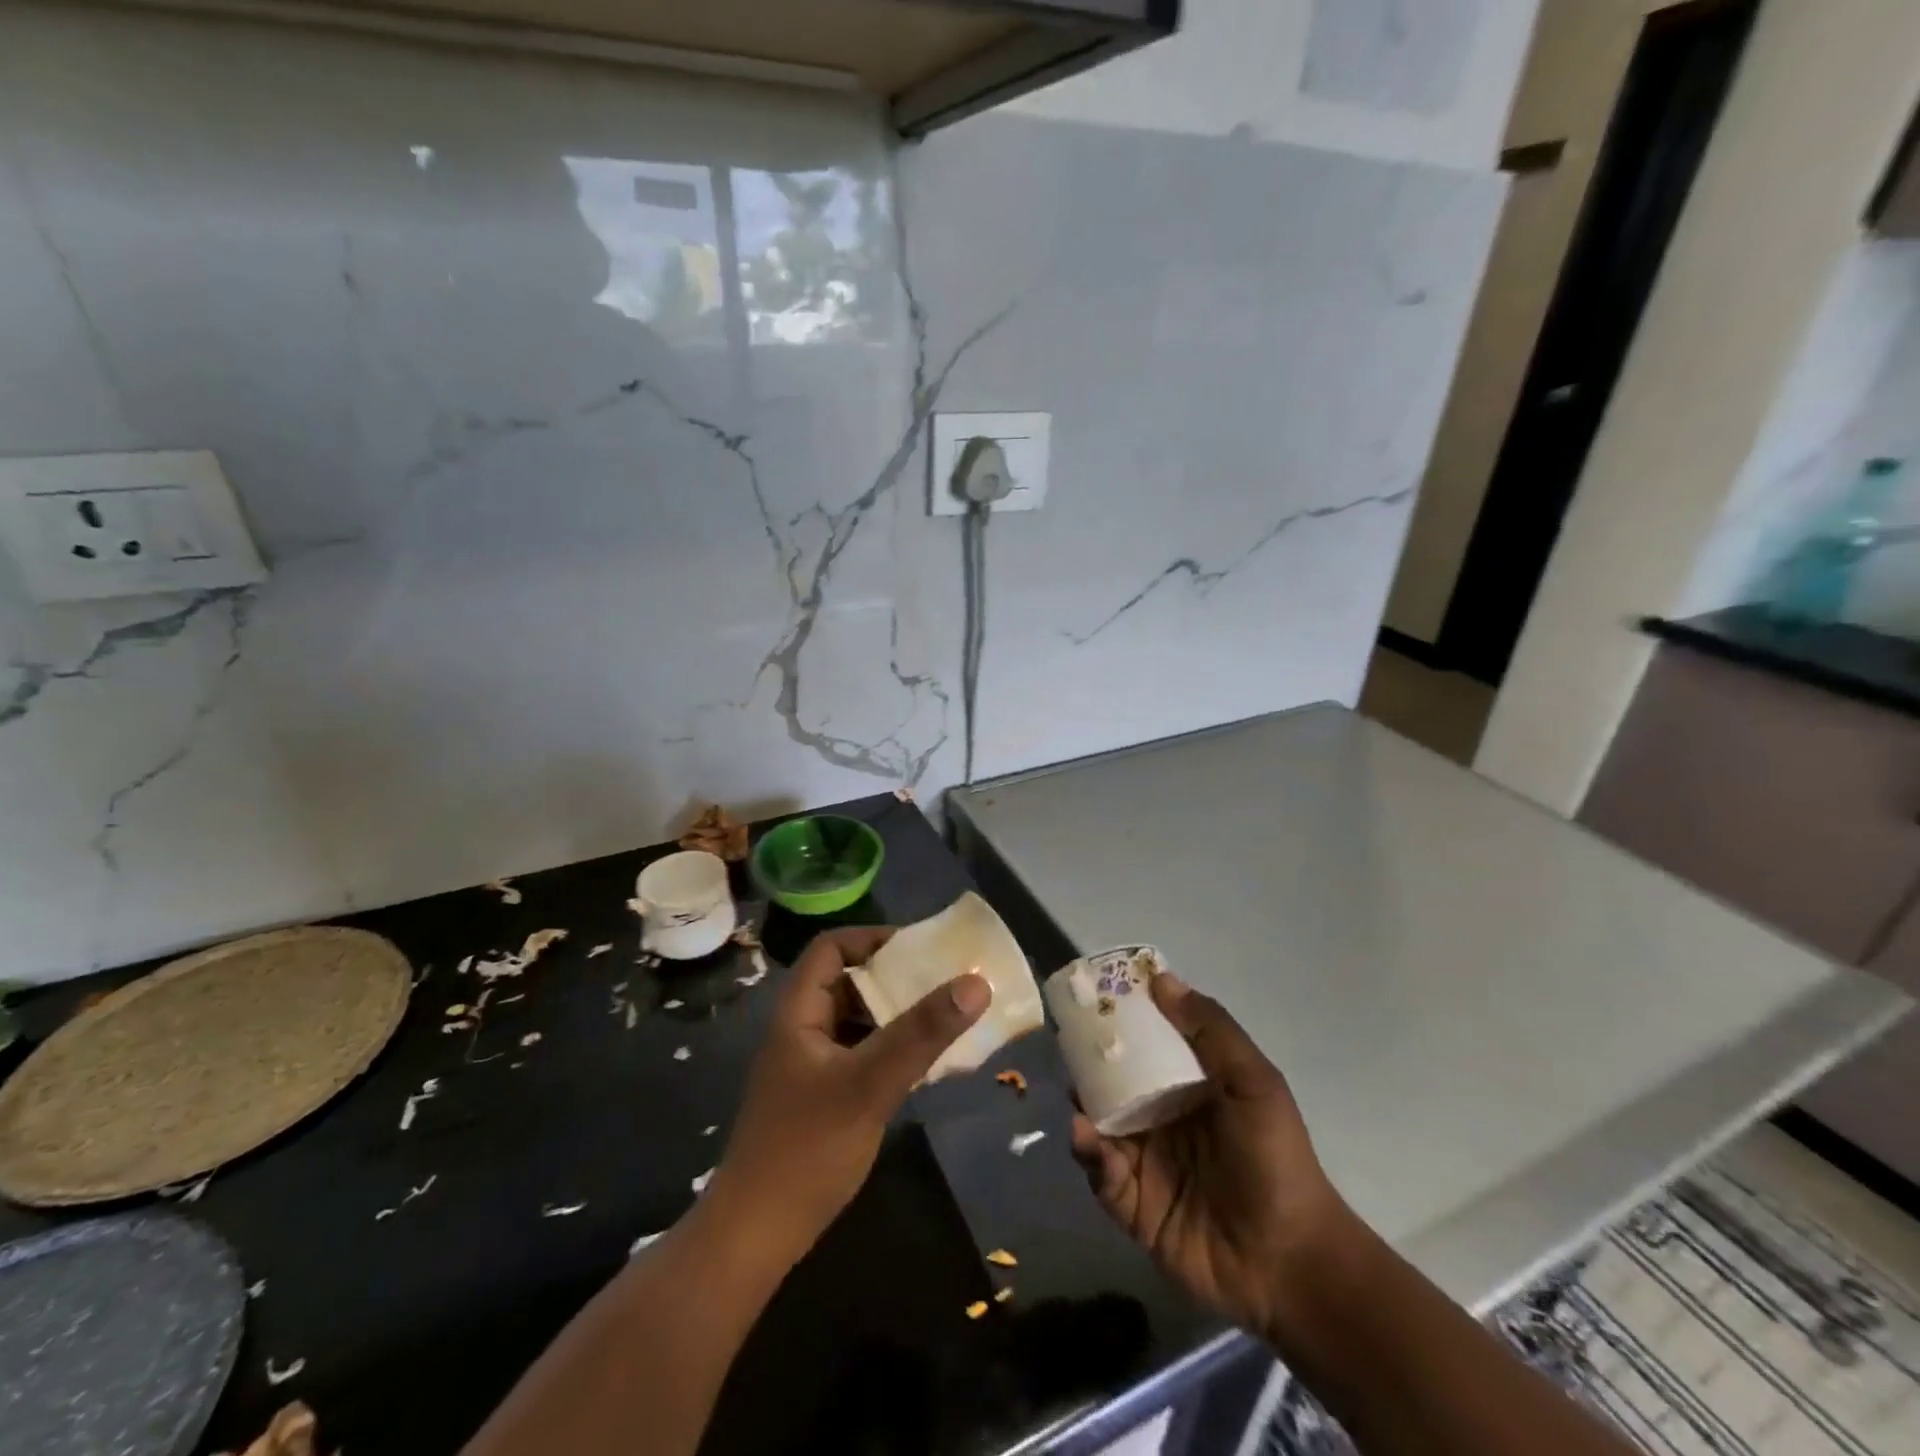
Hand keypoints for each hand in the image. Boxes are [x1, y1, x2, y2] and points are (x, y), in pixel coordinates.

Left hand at [712, 927, 990, 1260]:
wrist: (755, 1238)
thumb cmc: (806, 1148)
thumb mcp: (869, 1084)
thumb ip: (921, 1034)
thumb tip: (975, 982)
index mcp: (800, 1012)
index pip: (831, 948)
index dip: (872, 939)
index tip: (919, 949)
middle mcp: (803, 1030)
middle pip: (849, 982)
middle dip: (895, 977)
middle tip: (944, 980)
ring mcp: (811, 1066)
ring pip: (858, 1021)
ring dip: (897, 1015)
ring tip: (944, 1017)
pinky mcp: (823, 1098)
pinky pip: (863, 1055)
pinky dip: (892, 1049)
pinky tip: (924, 1064)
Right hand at [1069, 973, 1349, 1337]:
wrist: (1289, 1262)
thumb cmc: (1275, 1160)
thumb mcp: (1254, 1082)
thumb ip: (1211, 1030)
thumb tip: (1161, 979)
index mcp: (1189, 1087)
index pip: (1147, 1044)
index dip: (1122, 1020)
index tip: (1094, 994)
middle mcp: (1162, 1118)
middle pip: (1113, 1081)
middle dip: (1089, 1062)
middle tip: (1069, 1044)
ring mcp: (1145, 1160)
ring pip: (1099, 1122)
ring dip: (1083, 1105)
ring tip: (1075, 1095)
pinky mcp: (1131, 1203)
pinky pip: (1100, 1171)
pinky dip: (1089, 1152)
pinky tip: (1087, 1137)